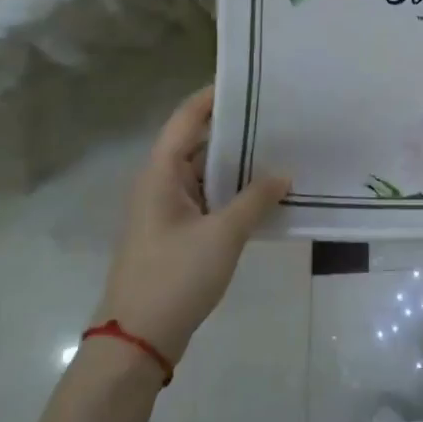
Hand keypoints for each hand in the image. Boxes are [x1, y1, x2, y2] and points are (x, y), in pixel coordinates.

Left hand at [95, 87, 288, 364]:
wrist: (138, 340)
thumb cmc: (174, 276)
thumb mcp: (222, 235)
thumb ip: (255, 199)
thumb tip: (284, 173)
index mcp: (161, 173)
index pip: (186, 118)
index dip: (213, 97)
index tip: (250, 81)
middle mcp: (161, 184)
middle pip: (198, 143)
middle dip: (236, 130)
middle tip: (280, 116)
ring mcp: (169, 210)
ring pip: (206, 173)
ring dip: (238, 164)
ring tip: (282, 149)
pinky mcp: (178, 234)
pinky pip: (210, 199)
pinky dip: (235, 192)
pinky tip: (267, 194)